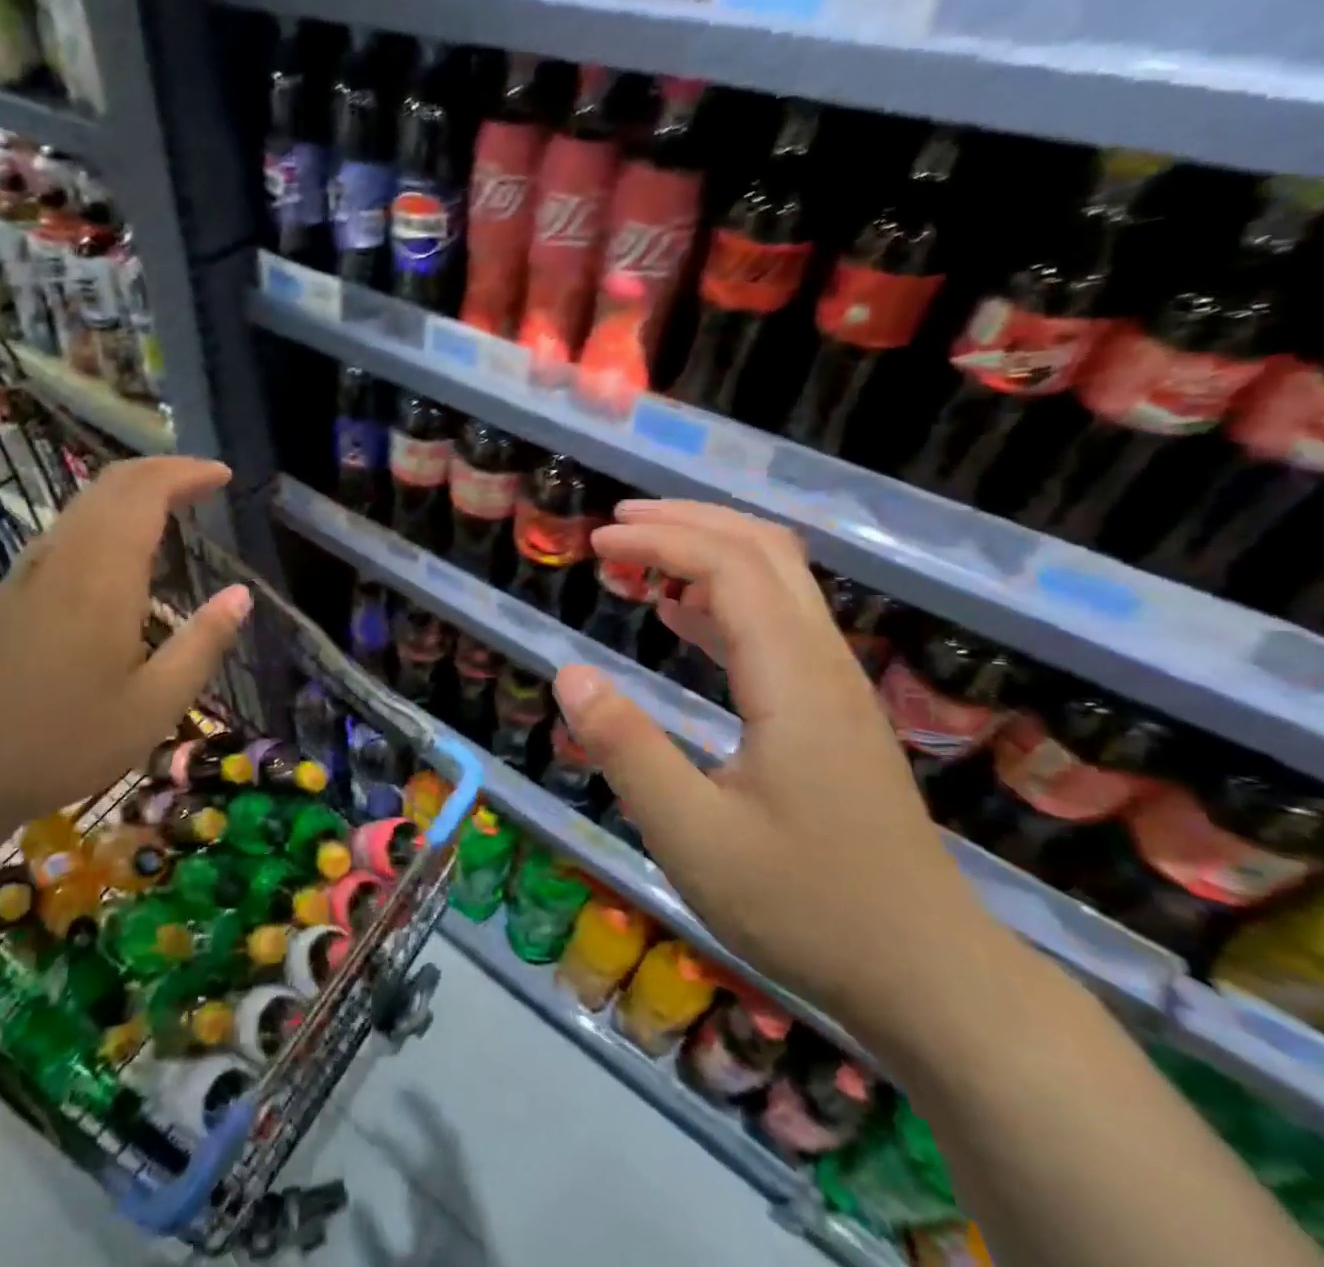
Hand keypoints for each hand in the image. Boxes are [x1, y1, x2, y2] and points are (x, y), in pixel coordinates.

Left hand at [0, 457, 250, 825]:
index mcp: (104, 577)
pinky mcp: (13, 587)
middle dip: (164, 469)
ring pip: (86, 500)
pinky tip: (120, 547)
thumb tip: (241, 594)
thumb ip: (202, 643)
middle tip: (205, 481)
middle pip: (114, 483)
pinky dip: (105, 512)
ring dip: (133, 488)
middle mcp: (66, 556)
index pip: (146, 493)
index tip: (223, 476)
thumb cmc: (65, 740)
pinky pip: (68, 525)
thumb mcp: (154, 705)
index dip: (187, 473)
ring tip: (172, 503)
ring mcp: (32, 568)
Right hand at [552, 501, 1007, 1045]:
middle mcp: (822, 664)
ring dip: (707, 551)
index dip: (659, 540)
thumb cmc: (806, 908)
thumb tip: (569, 672)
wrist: (930, 977)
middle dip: (687, 522)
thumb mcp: (693, 838)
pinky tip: (680, 615)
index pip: (729, 567)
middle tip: (616, 526)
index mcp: (793, 680)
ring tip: (638, 555)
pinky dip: (722, 598)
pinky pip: (777, 623)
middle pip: (764, 551)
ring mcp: (834, 686)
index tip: (596, 543)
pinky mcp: (832, 712)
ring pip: (778, 581)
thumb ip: (626, 749)